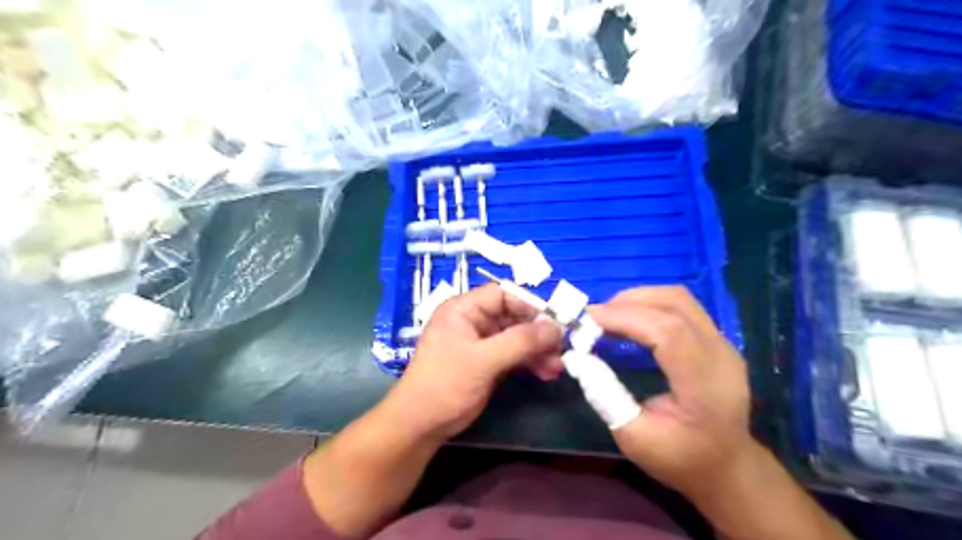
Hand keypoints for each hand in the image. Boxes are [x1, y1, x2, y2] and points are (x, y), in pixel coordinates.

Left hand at [384, 283, 564, 441]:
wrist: (422, 424)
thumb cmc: (446, 383)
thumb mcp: (484, 360)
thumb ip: (520, 341)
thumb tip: (556, 326)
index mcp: (464, 309)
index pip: (502, 294)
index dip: (529, 305)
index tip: (554, 322)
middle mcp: (473, 320)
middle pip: (514, 316)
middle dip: (538, 332)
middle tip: (561, 348)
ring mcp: (481, 342)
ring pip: (517, 337)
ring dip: (538, 349)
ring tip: (557, 366)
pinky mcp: (488, 362)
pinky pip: (515, 354)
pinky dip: (530, 362)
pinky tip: (547, 373)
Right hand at [587, 285, 759, 499]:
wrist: (727, 467)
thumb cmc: (680, 458)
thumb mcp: (633, 437)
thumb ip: (605, 395)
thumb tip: (579, 357)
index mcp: (704, 385)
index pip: (668, 332)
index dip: (625, 317)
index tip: (589, 318)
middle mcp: (720, 356)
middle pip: (676, 304)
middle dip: (629, 301)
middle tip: (595, 316)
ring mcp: (724, 344)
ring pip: (680, 299)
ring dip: (640, 298)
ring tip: (610, 314)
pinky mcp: (717, 341)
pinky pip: (683, 308)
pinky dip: (651, 305)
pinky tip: (631, 319)